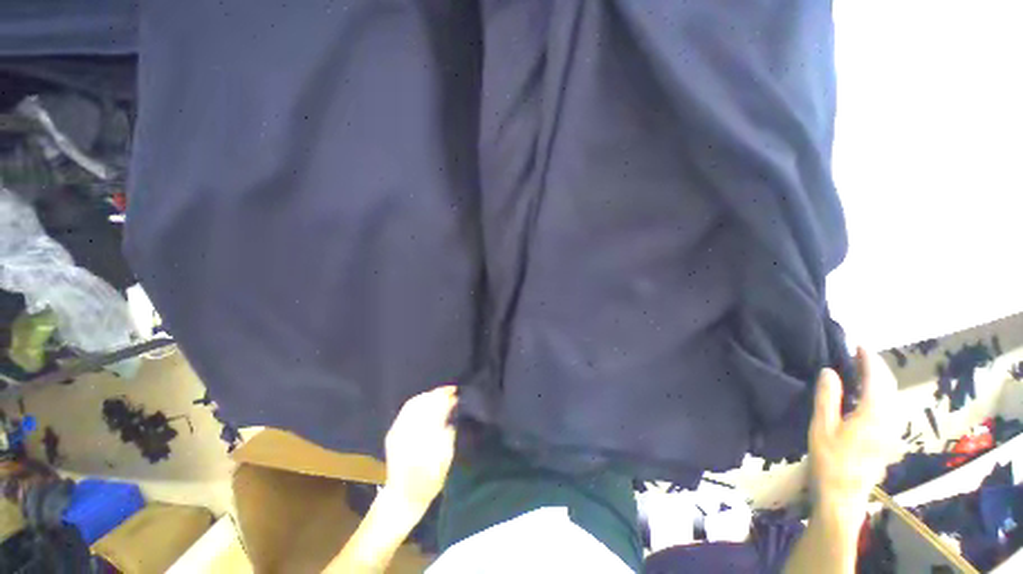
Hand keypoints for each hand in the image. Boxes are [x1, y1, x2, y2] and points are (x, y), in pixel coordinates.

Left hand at [384, 385, 458, 510]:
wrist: (402, 498)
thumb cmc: (428, 482)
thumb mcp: (445, 462)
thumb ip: (448, 437)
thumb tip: (451, 416)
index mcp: (420, 441)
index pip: (433, 411)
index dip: (445, 400)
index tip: (456, 394)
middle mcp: (405, 433)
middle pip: (421, 404)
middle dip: (437, 394)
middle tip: (451, 390)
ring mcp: (396, 432)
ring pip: (413, 404)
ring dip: (428, 395)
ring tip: (442, 393)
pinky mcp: (392, 433)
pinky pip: (405, 410)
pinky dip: (418, 401)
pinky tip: (427, 399)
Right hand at [809, 348, 902, 511]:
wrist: (844, 494)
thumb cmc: (830, 459)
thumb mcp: (822, 427)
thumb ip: (827, 397)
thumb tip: (829, 370)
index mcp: (874, 414)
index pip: (876, 378)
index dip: (868, 358)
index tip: (857, 343)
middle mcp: (890, 419)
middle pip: (889, 385)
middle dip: (876, 366)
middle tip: (858, 352)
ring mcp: (892, 430)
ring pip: (892, 395)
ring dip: (879, 378)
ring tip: (861, 368)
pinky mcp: (889, 438)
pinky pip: (889, 406)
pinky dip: (880, 392)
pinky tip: (866, 393)